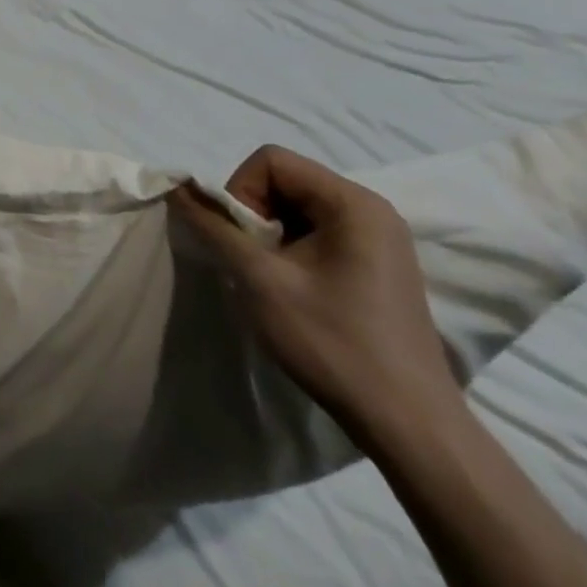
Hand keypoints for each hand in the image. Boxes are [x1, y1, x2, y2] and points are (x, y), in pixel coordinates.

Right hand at [170, 144, 459, 440]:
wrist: (409, 426)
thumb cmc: (333, 342)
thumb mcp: (259, 279)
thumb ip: (214, 226)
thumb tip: (177, 188)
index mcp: (353, 203)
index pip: (271, 160)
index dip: (241, 192)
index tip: (243, 241)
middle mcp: (371, 210)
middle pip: (285, 180)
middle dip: (255, 214)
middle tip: (254, 261)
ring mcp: (380, 239)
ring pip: (297, 207)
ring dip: (271, 234)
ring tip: (273, 278)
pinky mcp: (378, 265)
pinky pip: (318, 232)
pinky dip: (292, 249)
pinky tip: (295, 289)